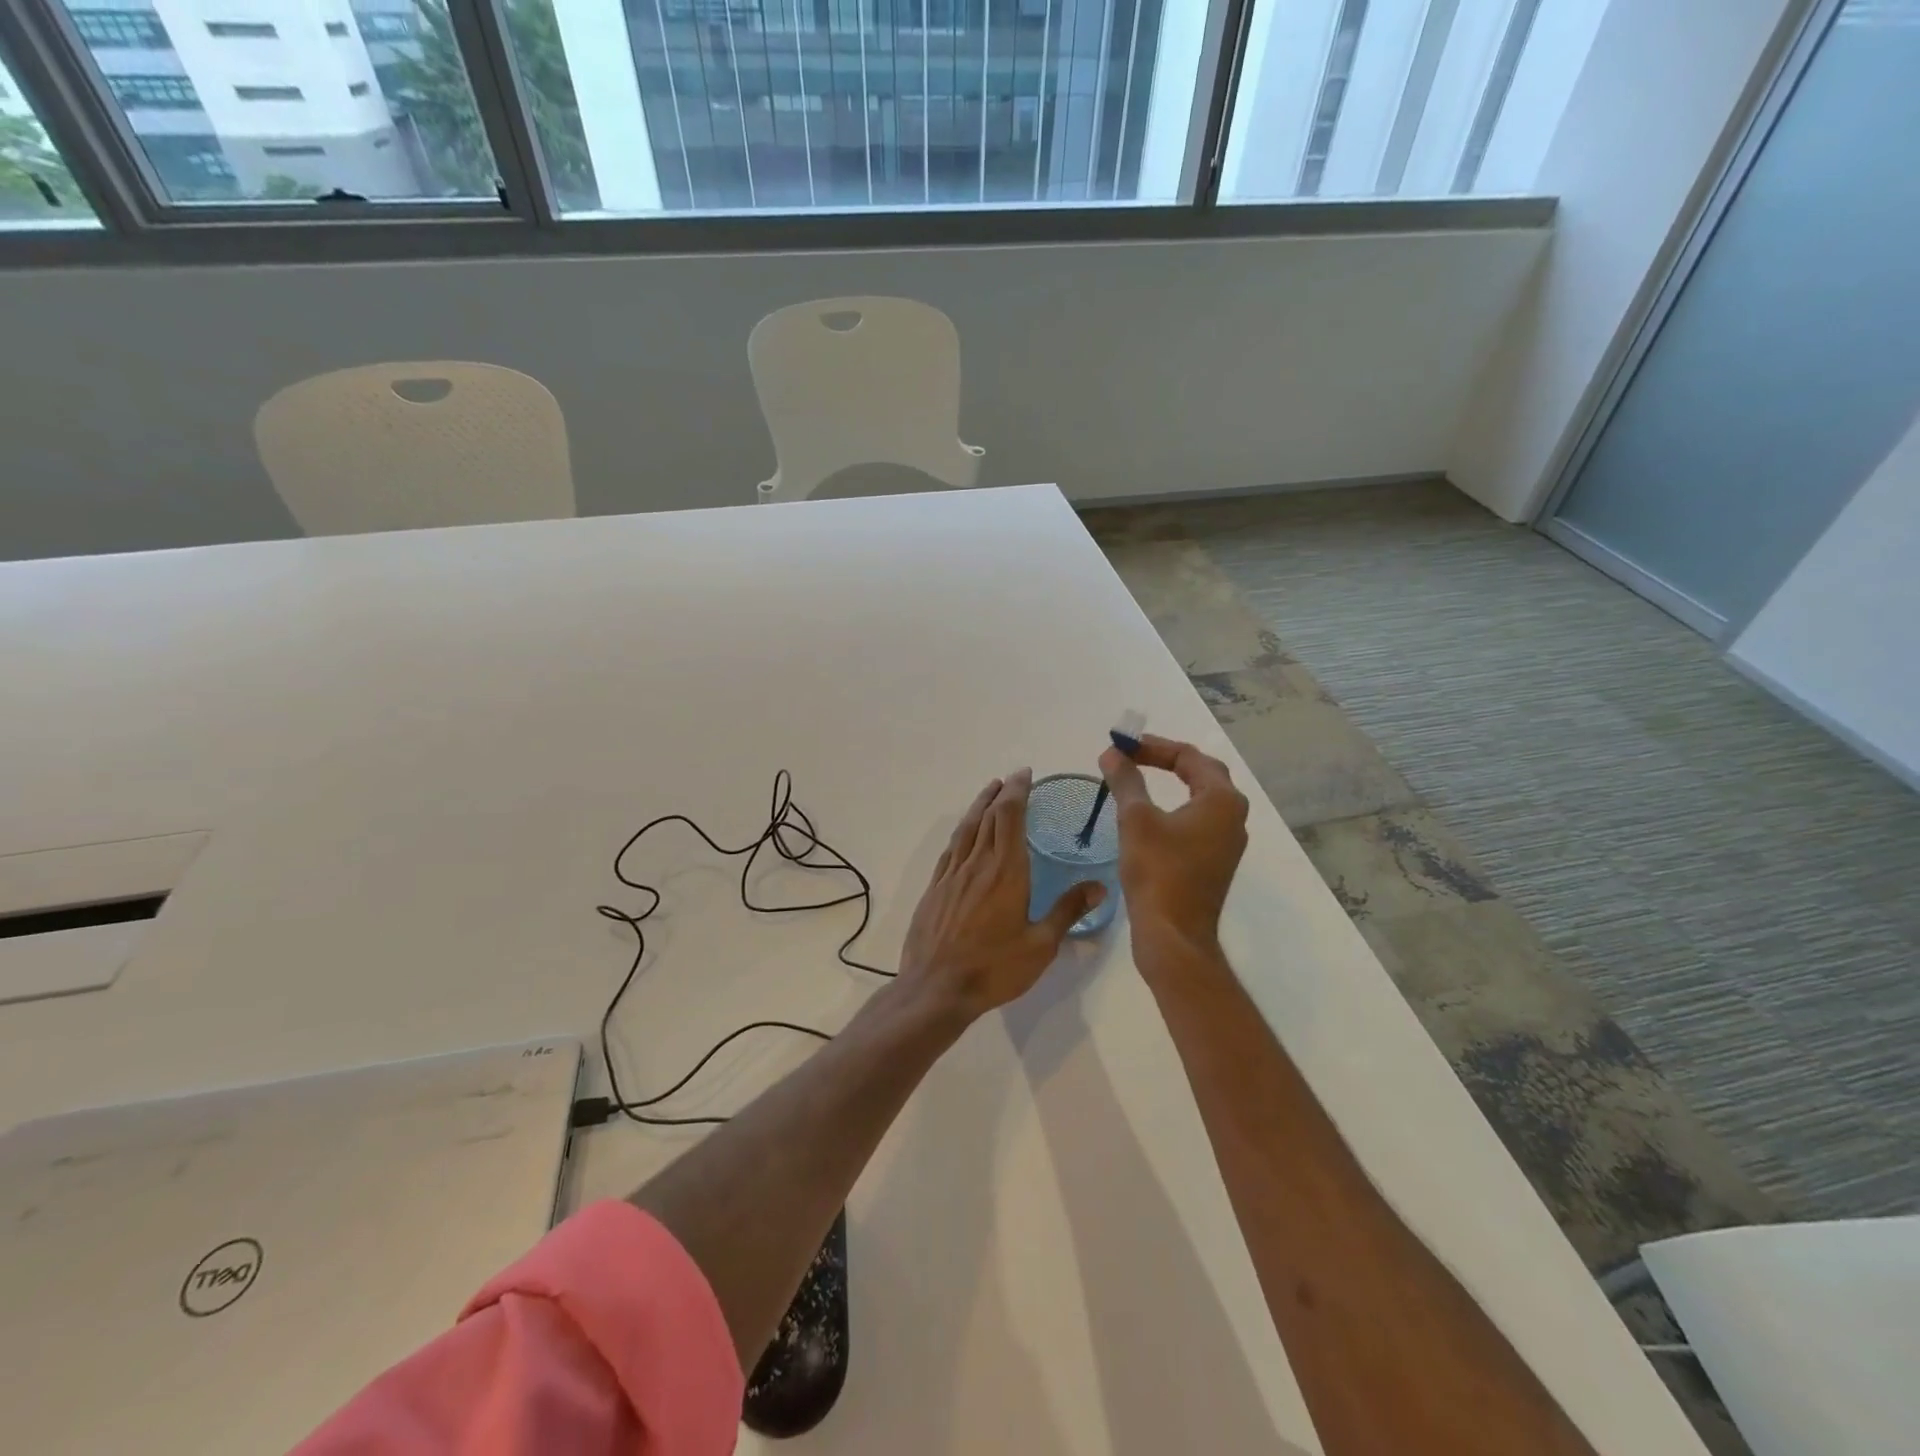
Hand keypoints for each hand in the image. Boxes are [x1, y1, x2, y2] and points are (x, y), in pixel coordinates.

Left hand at [899, 770, 1105, 1017]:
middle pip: (987, 816)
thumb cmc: (994, 968)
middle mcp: (977, 863)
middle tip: (1011, 779)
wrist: (936, 988)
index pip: (1010, 816)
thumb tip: (1100, 886)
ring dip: (978, 806)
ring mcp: (951, 875)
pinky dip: (961, 832)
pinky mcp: (935, 889)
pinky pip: (950, 849)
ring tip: (988, 792)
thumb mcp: (1040, 945)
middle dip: (1000, 793)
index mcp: (1005, 870)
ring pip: (966, 829)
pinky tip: (964, 834)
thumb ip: (1067, 911)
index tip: (1025, 775)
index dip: (1017, 791)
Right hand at [1098, 735, 1248, 961]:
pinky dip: (1174, 807)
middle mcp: (1233, 816)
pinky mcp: (1215, 861)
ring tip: (1137, 778)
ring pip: (1200, 798)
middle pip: (1201, 773)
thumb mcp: (1135, 819)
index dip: (1153, 746)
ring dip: (1170, 783)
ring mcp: (1228, 841)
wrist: (1173, 934)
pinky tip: (1150, 815)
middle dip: (1165, 760)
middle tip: (1131, 756)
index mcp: (1222, 799)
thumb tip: (1112, 753)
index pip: (1189, 756)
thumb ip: (1125, 780)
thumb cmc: (1157, 871)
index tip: (1122, 746)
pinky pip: (1197, 820)